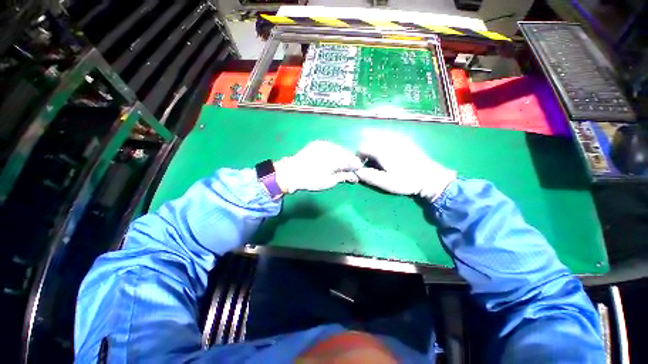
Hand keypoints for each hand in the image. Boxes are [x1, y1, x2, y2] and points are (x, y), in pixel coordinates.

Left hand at [274, 140, 362, 193]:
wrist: (290, 173)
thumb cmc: (311, 180)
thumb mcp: (329, 182)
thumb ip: (343, 177)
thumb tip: (355, 177)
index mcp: (335, 157)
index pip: (352, 160)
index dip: (356, 165)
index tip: (358, 171)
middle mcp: (331, 147)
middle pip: (346, 153)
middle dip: (350, 161)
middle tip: (350, 169)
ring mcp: (324, 144)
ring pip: (339, 149)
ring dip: (342, 156)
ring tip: (342, 165)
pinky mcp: (318, 143)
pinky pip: (331, 147)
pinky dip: (335, 153)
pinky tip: (333, 159)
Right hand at [354, 132, 456, 201]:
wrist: (430, 178)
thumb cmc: (406, 181)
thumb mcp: (386, 183)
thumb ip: (369, 176)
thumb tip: (356, 171)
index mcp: (382, 150)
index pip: (362, 148)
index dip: (358, 157)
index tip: (361, 165)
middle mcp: (388, 140)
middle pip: (369, 141)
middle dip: (365, 152)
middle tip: (369, 163)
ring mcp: (397, 138)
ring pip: (377, 138)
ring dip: (373, 147)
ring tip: (377, 159)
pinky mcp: (404, 139)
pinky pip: (387, 138)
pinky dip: (382, 144)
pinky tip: (387, 154)